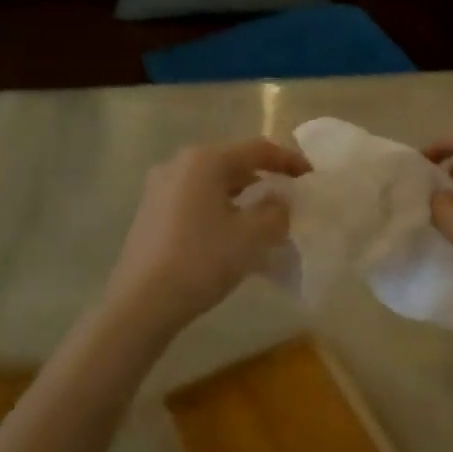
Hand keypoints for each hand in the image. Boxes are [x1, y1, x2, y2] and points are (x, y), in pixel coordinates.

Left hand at [102, 137, 310, 340]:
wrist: (142, 302)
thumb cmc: (202, 260)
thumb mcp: (252, 236)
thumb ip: (276, 212)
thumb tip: (279, 200)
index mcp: (204, 160)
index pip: (256, 149)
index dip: (288, 160)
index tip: (310, 175)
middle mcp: (178, 165)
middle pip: (231, 164)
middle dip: (262, 179)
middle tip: (287, 198)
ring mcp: (159, 189)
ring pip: (212, 184)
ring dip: (240, 197)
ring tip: (262, 220)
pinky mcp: (149, 213)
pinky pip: (194, 201)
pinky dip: (218, 210)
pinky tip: (230, 235)